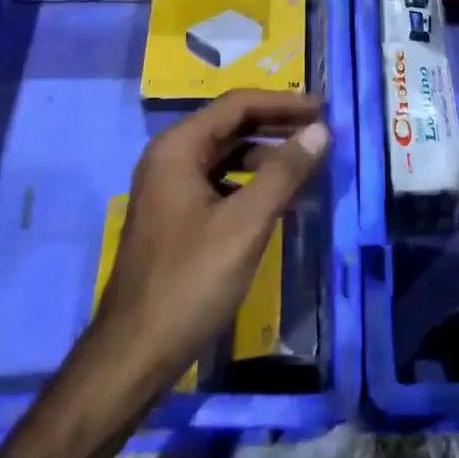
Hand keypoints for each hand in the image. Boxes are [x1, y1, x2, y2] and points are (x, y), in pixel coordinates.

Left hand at [82, 91, 327, 404]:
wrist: (135, 354)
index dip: (283, 103)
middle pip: (231, 127)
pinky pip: (220, 184)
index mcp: (178, 148)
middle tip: (322, 131)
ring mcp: (170, 190)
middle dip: (277, 126)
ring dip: (267, 156)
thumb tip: (321, 130)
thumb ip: (285, 172)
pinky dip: (252, 183)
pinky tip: (279, 200)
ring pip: (227, 157)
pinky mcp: (176, 218)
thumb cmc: (190, 281)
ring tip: (308, 165)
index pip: (237, 105)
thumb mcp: (245, 223)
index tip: (323, 109)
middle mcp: (170, 159)